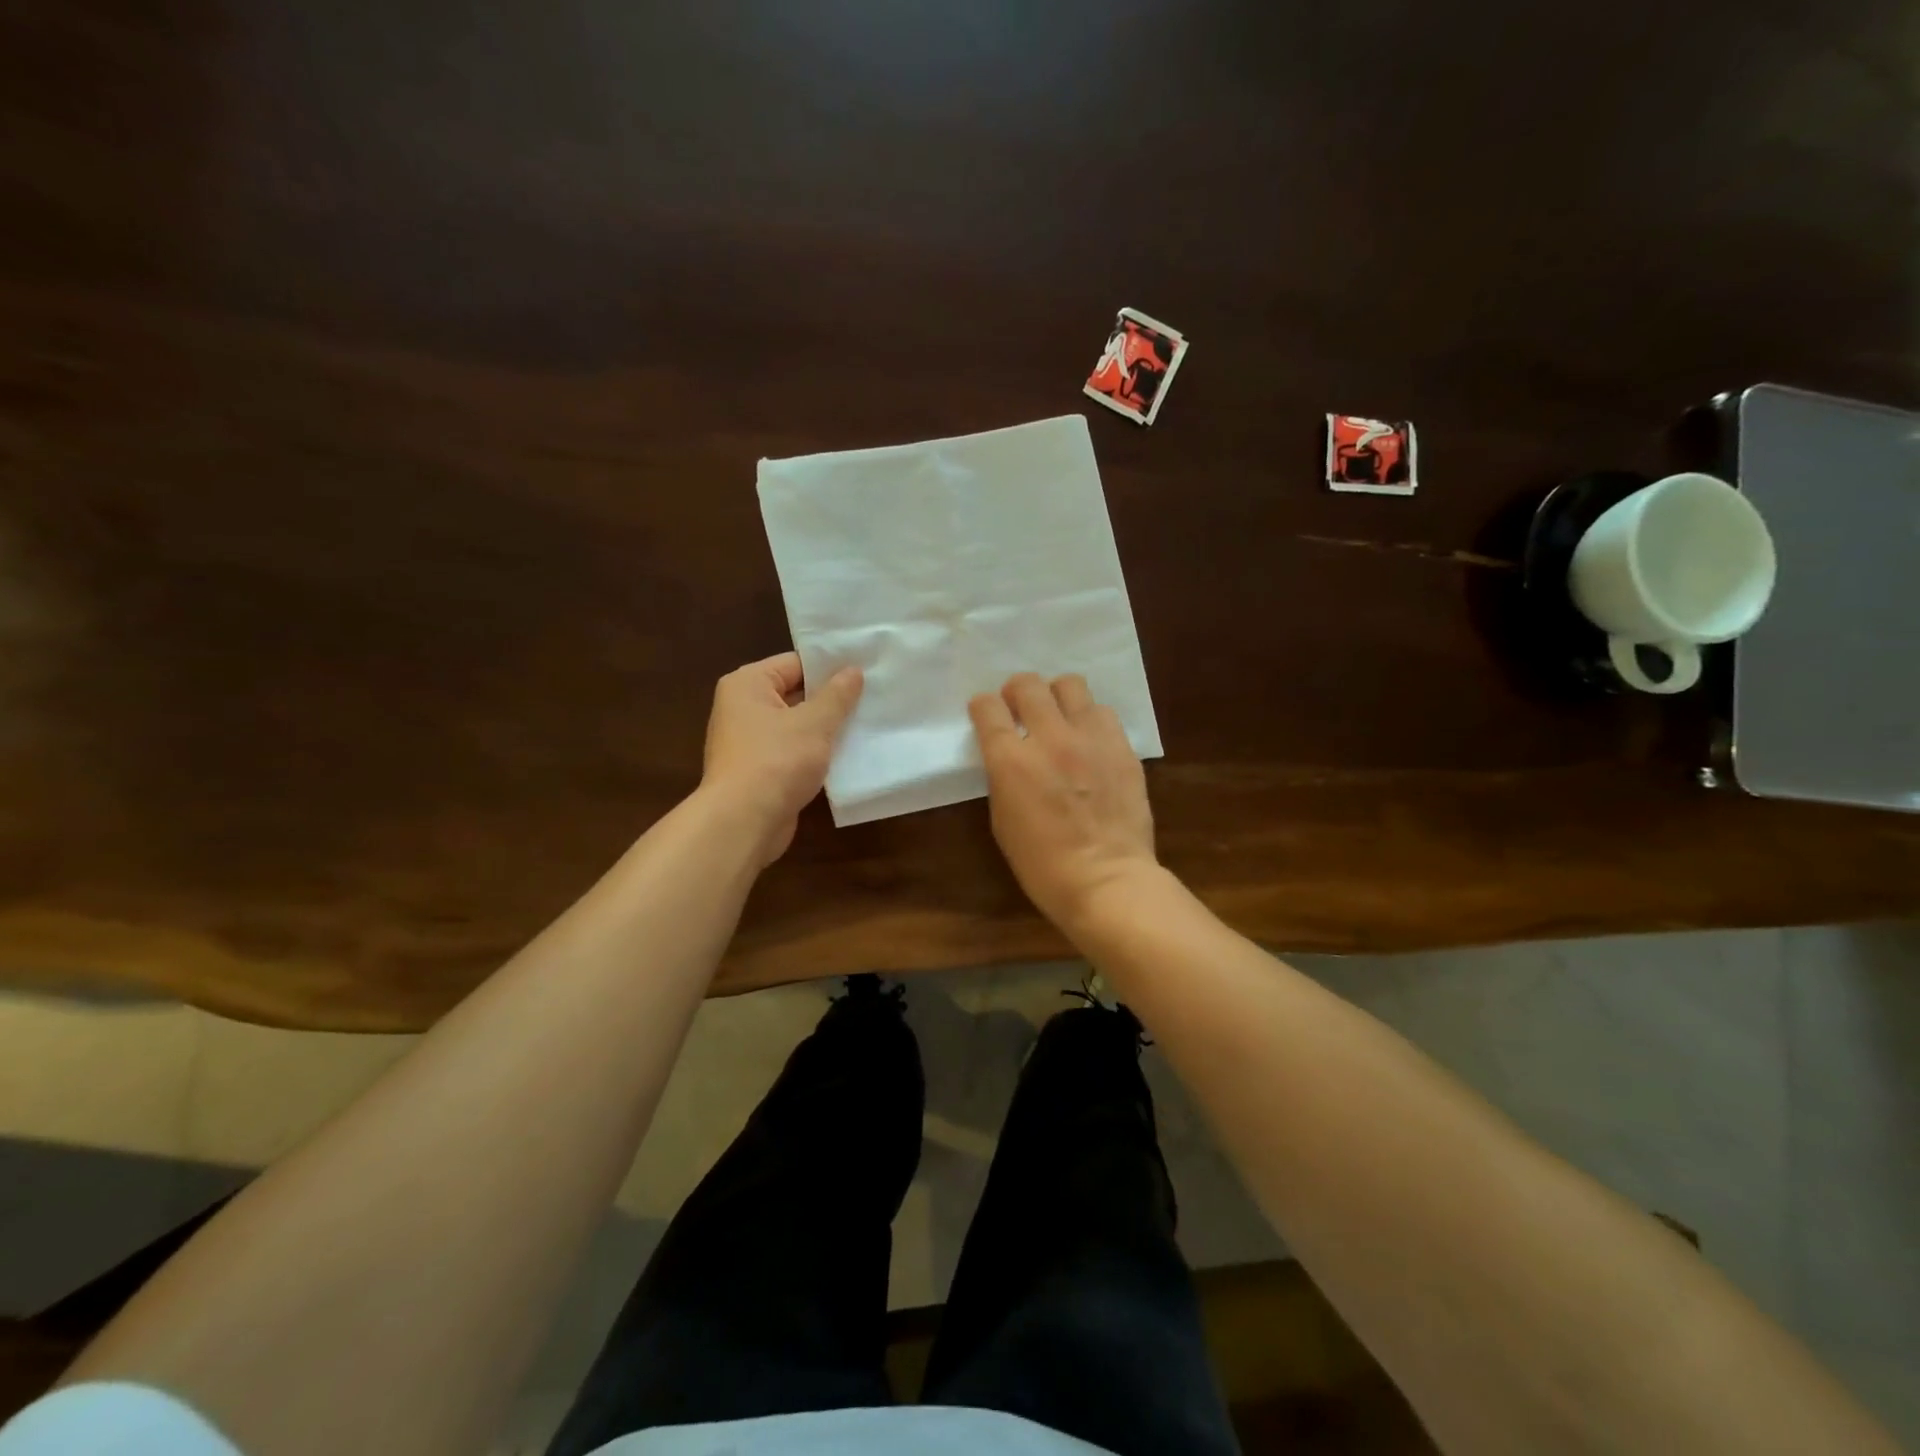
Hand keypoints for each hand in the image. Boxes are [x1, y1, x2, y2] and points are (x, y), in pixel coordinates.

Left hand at [702, 653, 862, 865]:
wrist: (743, 822)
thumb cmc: (776, 761)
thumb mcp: (814, 723)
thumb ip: (837, 695)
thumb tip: (853, 671)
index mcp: (748, 684)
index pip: (795, 662)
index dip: (831, 666)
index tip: (866, 669)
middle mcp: (743, 708)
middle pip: (795, 692)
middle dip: (832, 698)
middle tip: (874, 695)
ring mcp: (750, 741)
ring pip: (797, 725)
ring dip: (827, 728)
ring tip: (868, 722)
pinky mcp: (761, 770)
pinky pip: (794, 751)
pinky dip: (817, 753)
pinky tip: (849, 755)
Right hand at [968, 672, 1158, 933]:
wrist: (1107, 880)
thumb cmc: (1043, 865)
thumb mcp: (1003, 821)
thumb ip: (1003, 777)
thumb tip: (1009, 755)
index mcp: (1011, 761)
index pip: (988, 708)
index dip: (983, 707)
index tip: (986, 714)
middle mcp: (1050, 738)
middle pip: (1028, 684)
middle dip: (1017, 691)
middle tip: (1020, 708)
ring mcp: (1090, 738)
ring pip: (1070, 685)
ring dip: (1057, 696)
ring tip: (1059, 717)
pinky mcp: (1122, 746)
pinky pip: (1103, 712)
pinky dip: (1089, 718)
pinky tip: (1089, 740)